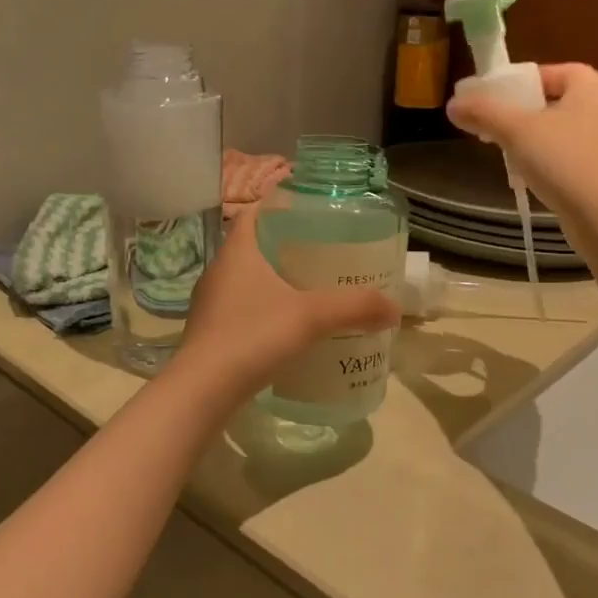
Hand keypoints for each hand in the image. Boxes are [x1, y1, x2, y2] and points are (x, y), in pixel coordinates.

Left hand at [175, 207, 399, 402]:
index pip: (255, 212)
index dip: (280, 206)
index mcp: (237, 252)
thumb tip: (394, 308)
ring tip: (312, 289)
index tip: (311, 211)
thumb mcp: (311, 317)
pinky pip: (243, 309)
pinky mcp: (211, 333)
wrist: (202, 391)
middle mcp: (219, 271)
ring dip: (276, 280)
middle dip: (287, 246)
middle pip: (254, 245)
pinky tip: (289, 327)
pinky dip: (266, 309)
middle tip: (324, 251)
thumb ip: (354, 307)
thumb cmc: (253, 336)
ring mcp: (211, 304)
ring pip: (248, 280)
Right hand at [447, 63, 597, 218]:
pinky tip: (539, 176)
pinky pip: (580, 153)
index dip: (518, 84)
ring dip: (540, 137)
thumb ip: (483, 112)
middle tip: (498, 128)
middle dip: (526, 113)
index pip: (550, 72)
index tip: (494, 102)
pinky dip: (557, 158)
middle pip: (558, 100)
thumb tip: (452, 104)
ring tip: (514, 154)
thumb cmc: (562, 160)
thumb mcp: (515, 131)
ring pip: (568, 128)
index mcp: (594, 85)